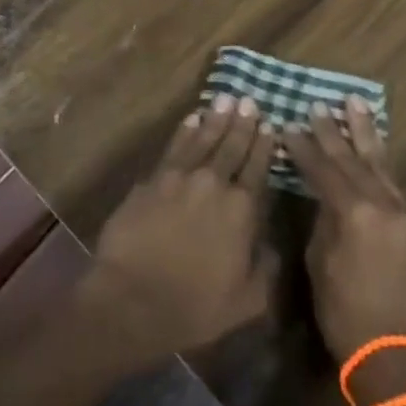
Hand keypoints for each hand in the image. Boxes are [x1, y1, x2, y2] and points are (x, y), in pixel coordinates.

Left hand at [82, 95, 277, 367]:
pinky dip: (185, 130)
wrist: (132, 299)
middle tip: (249, 100)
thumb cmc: (194, 307)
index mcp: (241, 210)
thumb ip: (265, 269)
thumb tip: (273, 245)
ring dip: (216, 118)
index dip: (264, 146)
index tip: (270, 125)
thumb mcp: (246, 301)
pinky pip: (174, 146)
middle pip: (232, 146)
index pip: (257, 169)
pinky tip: (192, 118)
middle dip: (243, 123)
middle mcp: (214, 184)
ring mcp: (180, 177)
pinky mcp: (152, 179)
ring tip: (226, 98)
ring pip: (203, 138)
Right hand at [282, 97, 405, 375]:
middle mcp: (383, 204)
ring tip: (356, 103)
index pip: (323, 168)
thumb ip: (323, 223)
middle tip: (320, 104)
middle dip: (334, 131)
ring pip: (380, 163)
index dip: (303, 147)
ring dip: (365, 133)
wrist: (400, 358)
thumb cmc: (348, 317)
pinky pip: (393, 182)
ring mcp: (404, 213)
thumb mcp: (322, 265)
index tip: (289, 125)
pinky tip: (373, 149)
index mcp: (355, 212)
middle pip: (353, 158)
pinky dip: (380, 161)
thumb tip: (324, 199)